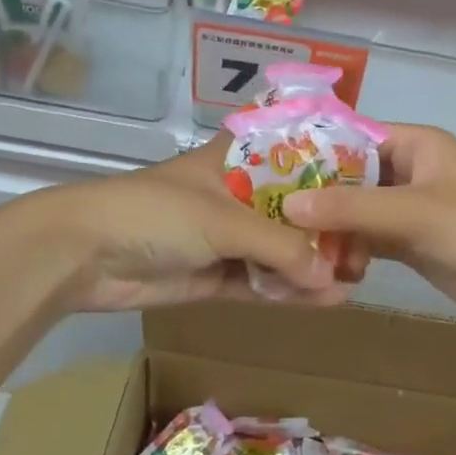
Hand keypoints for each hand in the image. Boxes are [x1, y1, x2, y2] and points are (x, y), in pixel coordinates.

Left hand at [34, 141, 348, 313]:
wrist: (84, 254)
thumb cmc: (156, 213)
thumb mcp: (223, 219)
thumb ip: (279, 246)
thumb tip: (332, 276)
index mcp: (236, 160)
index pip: (292, 154)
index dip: (328, 167)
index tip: (370, 182)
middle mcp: (235, 195)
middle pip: (290, 209)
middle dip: (326, 228)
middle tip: (371, 246)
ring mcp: (224, 238)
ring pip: (278, 250)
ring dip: (311, 265)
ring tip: (356, 278)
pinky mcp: (213, 276)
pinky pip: (260, 282)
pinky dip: (288, 291)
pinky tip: (326, 299)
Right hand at [283, 124, 455, 331]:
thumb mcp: (413, 212)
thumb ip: (350, 208)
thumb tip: (288, 205)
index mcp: (417, 145)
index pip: (354, 137)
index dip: (314, 151)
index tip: (269, 168)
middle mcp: (412, 171)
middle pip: (352, 177)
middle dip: (318, 196)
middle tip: (270, 212)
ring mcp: (412, 210)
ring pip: (358, 212)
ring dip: (331, 228)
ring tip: (289, 243)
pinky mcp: (413, 244)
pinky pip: (370, 240)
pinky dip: (349, 251)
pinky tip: (323, 265)